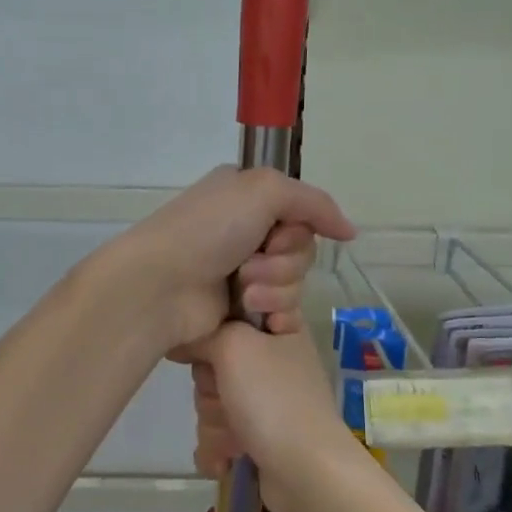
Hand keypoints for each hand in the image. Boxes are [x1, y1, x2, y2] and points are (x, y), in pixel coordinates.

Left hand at [109, 167, 355, 356]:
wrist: (162, 286)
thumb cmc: (207, 229)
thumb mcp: (263, 190)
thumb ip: (314, 203)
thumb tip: (349, 231)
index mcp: (246, 198)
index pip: (301, 212)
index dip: (297, 227)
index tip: (278, 234)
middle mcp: (245, 232)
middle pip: (301, 249)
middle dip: (283, 262)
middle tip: (250, 266)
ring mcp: (242, 274)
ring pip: (295, 283)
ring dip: (274, 289)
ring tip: (242, 294)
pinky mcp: (241, 312)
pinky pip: (285, 313)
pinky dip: (278, 316)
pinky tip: (263, 321)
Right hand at [190, 324, 368, 511]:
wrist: (306, 472)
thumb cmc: (273, 398)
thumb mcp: (235, 345)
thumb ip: (204, 333)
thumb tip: (181, 340)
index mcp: (278, 328)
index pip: (232, 311)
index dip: (213, 326)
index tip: (207, 342)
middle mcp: (271, 359)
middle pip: (213, 360)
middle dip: (210, 386)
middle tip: (226, 395)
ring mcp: (265, 399)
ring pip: (212, 398)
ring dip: (215, 421)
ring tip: (235, 436)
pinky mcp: (256, 434)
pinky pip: (218, 431)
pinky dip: (219, 447)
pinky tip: (228, 459)